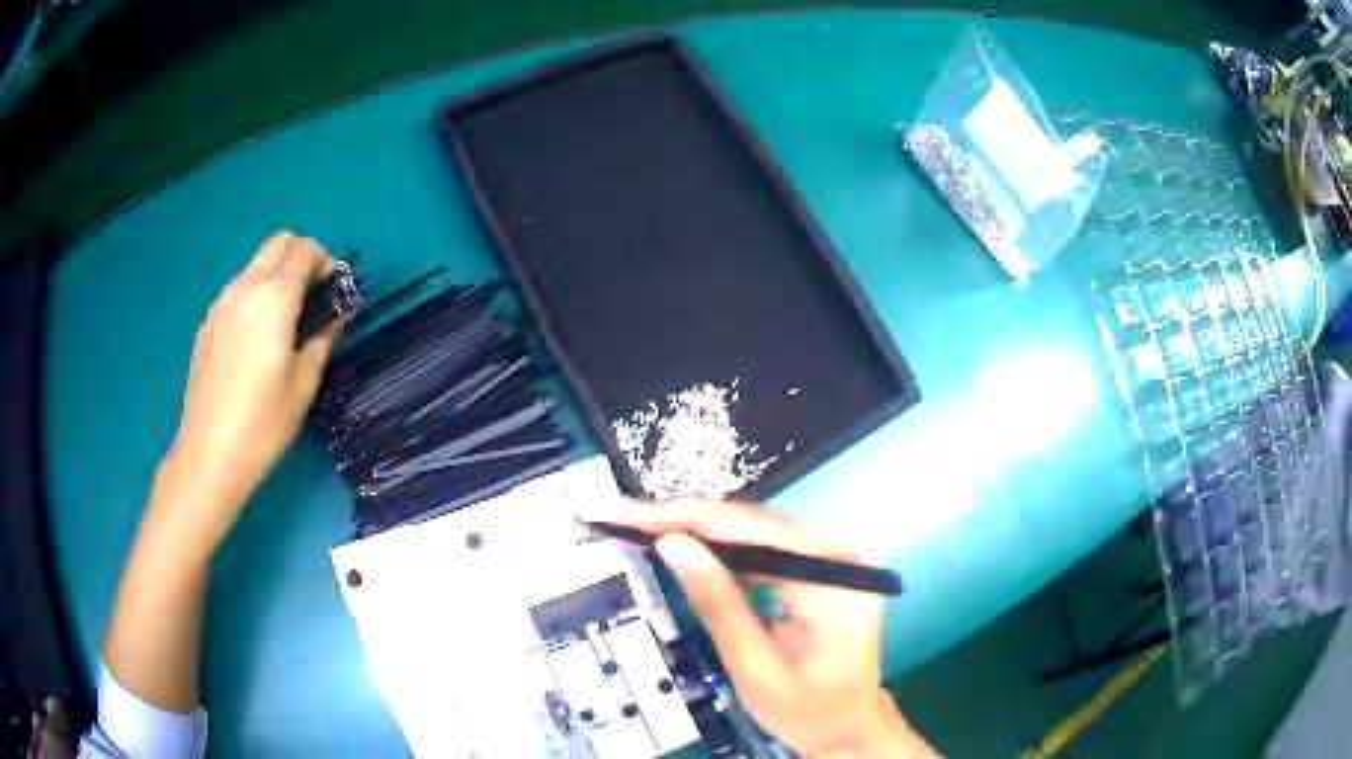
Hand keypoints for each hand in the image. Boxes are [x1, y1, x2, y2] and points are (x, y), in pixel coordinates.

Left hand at [159, 231, 342, 548]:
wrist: (208, 454)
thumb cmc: (263, 424)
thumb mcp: (304, 384)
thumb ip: (323, 338)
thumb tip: (338, 314)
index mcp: (274, 299)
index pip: (305, 252)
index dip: (326, 263)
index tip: (333, 290)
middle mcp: (245, 288)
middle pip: (278, 243)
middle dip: (301, 256)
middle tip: (312, 294)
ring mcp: (221, 303)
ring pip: (255, 265)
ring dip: (275, 275)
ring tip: (283, 320)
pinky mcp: (207, 323)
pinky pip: (237, 291)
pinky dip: (254, 297)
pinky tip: (254, 341)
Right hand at [607, 500, 933, 757]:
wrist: (846, 727)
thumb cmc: (806, 710)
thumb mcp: (754, 668)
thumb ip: (717, 604)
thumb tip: (671, 544)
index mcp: (837, 582)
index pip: (758, 533)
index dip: (692, 518)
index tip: (634, 513)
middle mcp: (842, 556)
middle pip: (758, 525)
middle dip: (689, 519)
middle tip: (627, 516)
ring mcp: (834, 559)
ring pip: (758, 531)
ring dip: (701, 529)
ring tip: (645, 525)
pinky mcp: (820, 568)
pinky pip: (766, 548)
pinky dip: (723, 548)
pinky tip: (687, 545)